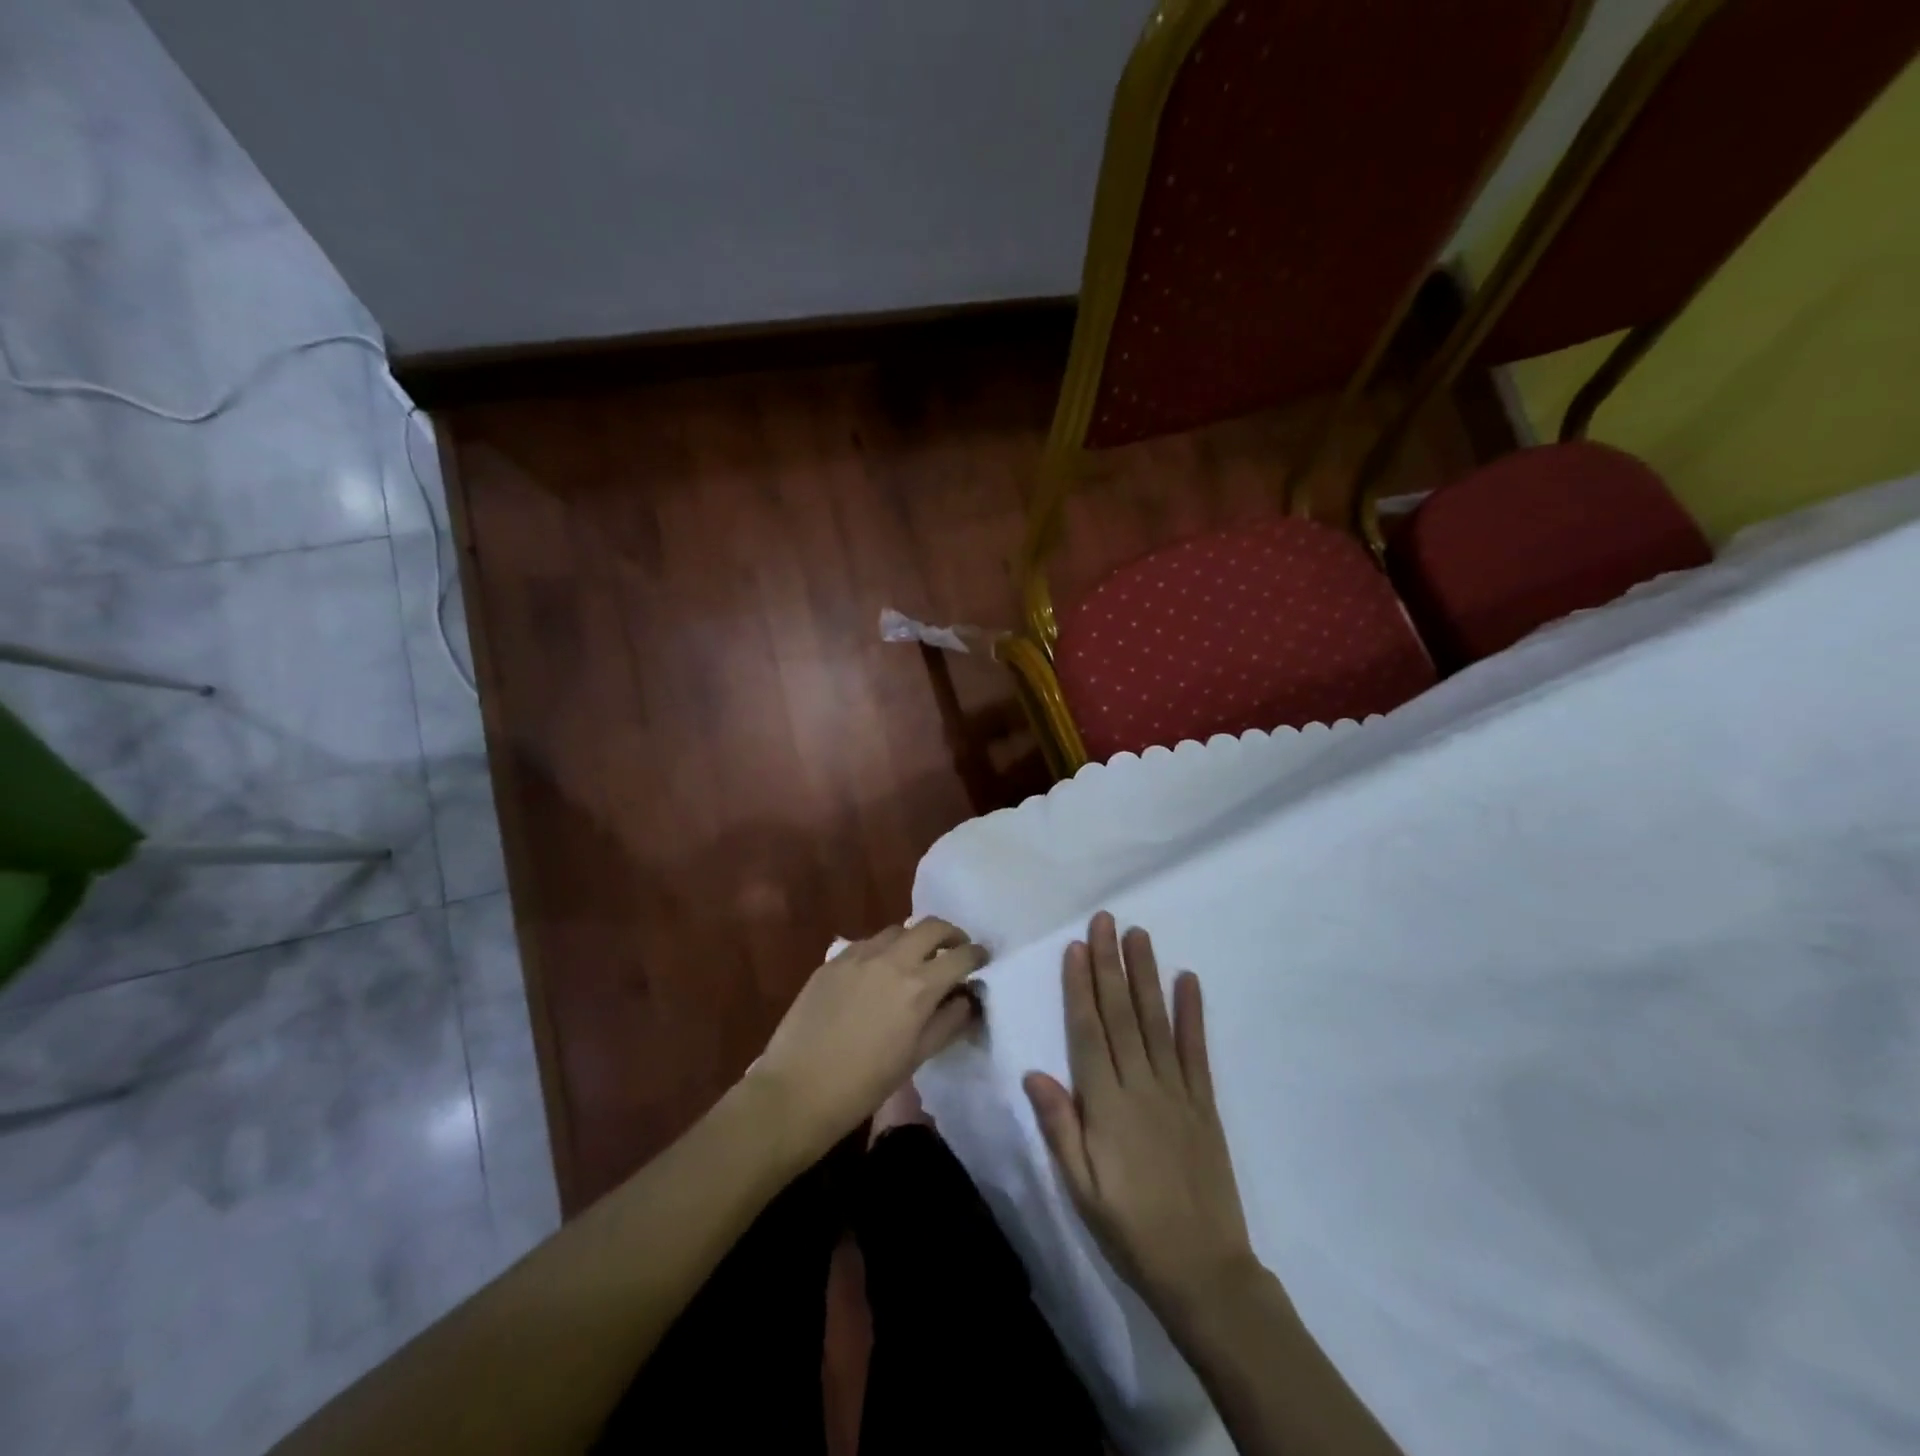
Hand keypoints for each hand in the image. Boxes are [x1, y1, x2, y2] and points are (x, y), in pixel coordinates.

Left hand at [750, 919, 986, 1157]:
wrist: (797, 1090)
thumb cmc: (864, 1084)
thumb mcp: (917, 1056)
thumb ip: (948, 1021)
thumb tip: (967, 999)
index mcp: (919, 986)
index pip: (961, 955)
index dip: (977, 955)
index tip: (982, 960)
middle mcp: (892, 959)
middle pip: (931, 926)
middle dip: (951, 935)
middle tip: (954, 951)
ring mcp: (858, 955)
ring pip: (897, 930)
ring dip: (914, 940)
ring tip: (914, 961)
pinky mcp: (833, 960)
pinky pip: (867, 943)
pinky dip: (883, 950)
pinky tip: (877, 973)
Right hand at [1025, 913, 1257, 1327]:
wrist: (1204, 1271)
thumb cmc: (1130, 1230)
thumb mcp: (1081, 1189)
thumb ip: (1059, 1127)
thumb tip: (1034, 1073)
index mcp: (1107, 1106)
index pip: (1088, 1033)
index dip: (1080, 987)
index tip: (1076, 947)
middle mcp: (1142, 1086)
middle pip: (1122, 1015)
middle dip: (1111, 964)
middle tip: (1106, 921)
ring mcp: (1177, 1092)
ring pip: (1156, 1022)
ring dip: (1146, 975)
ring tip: (1139, 935)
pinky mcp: (1204, 1104)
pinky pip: (1197, 1051)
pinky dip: (1192, 1013)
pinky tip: (1188, 980)